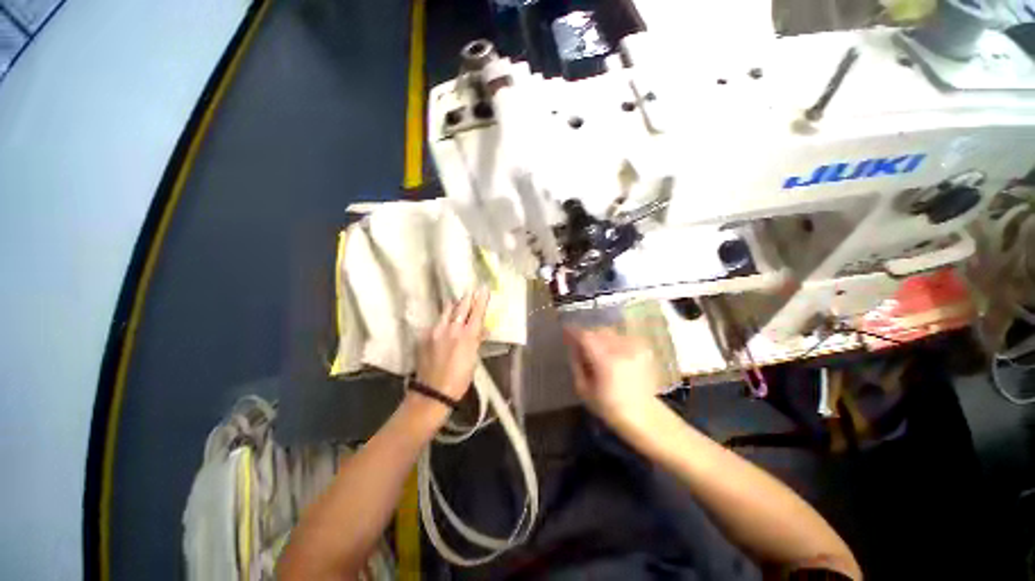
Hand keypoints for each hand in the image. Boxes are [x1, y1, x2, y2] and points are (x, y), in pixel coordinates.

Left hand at [415, 289, 489, 402]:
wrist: (432, 391)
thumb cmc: (459, 379)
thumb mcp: (473, 360)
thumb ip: (477, 341)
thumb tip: (483, 329)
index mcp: (467, 336)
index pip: (477, 312)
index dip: (481, 300)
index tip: (484, 289)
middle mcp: (452, 329)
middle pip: (461, 307)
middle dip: (467, 298)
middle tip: (471, 290)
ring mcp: (436, 331)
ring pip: (446, 312)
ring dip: (453, 306)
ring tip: (457, 302)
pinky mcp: (424, 336)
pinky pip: (436, 323)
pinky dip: (442, 320)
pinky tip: (444, 323)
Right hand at [563, 326, 658, 425]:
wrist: (642, 415)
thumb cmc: (608, 406)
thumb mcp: (583, 389)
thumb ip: (576, 364)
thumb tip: (572, 346)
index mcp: (605, 361)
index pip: (586, 336)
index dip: (574, 331)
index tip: (566, 331)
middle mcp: (622, 350)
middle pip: (599, 331)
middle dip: (588, 335)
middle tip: (581, 344)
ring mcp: (635, 349)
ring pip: (611, 333)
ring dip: (601, 337)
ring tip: (598, 350)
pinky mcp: (644, 350)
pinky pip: (623, 338)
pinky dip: (614, 341)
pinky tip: (613, 353)